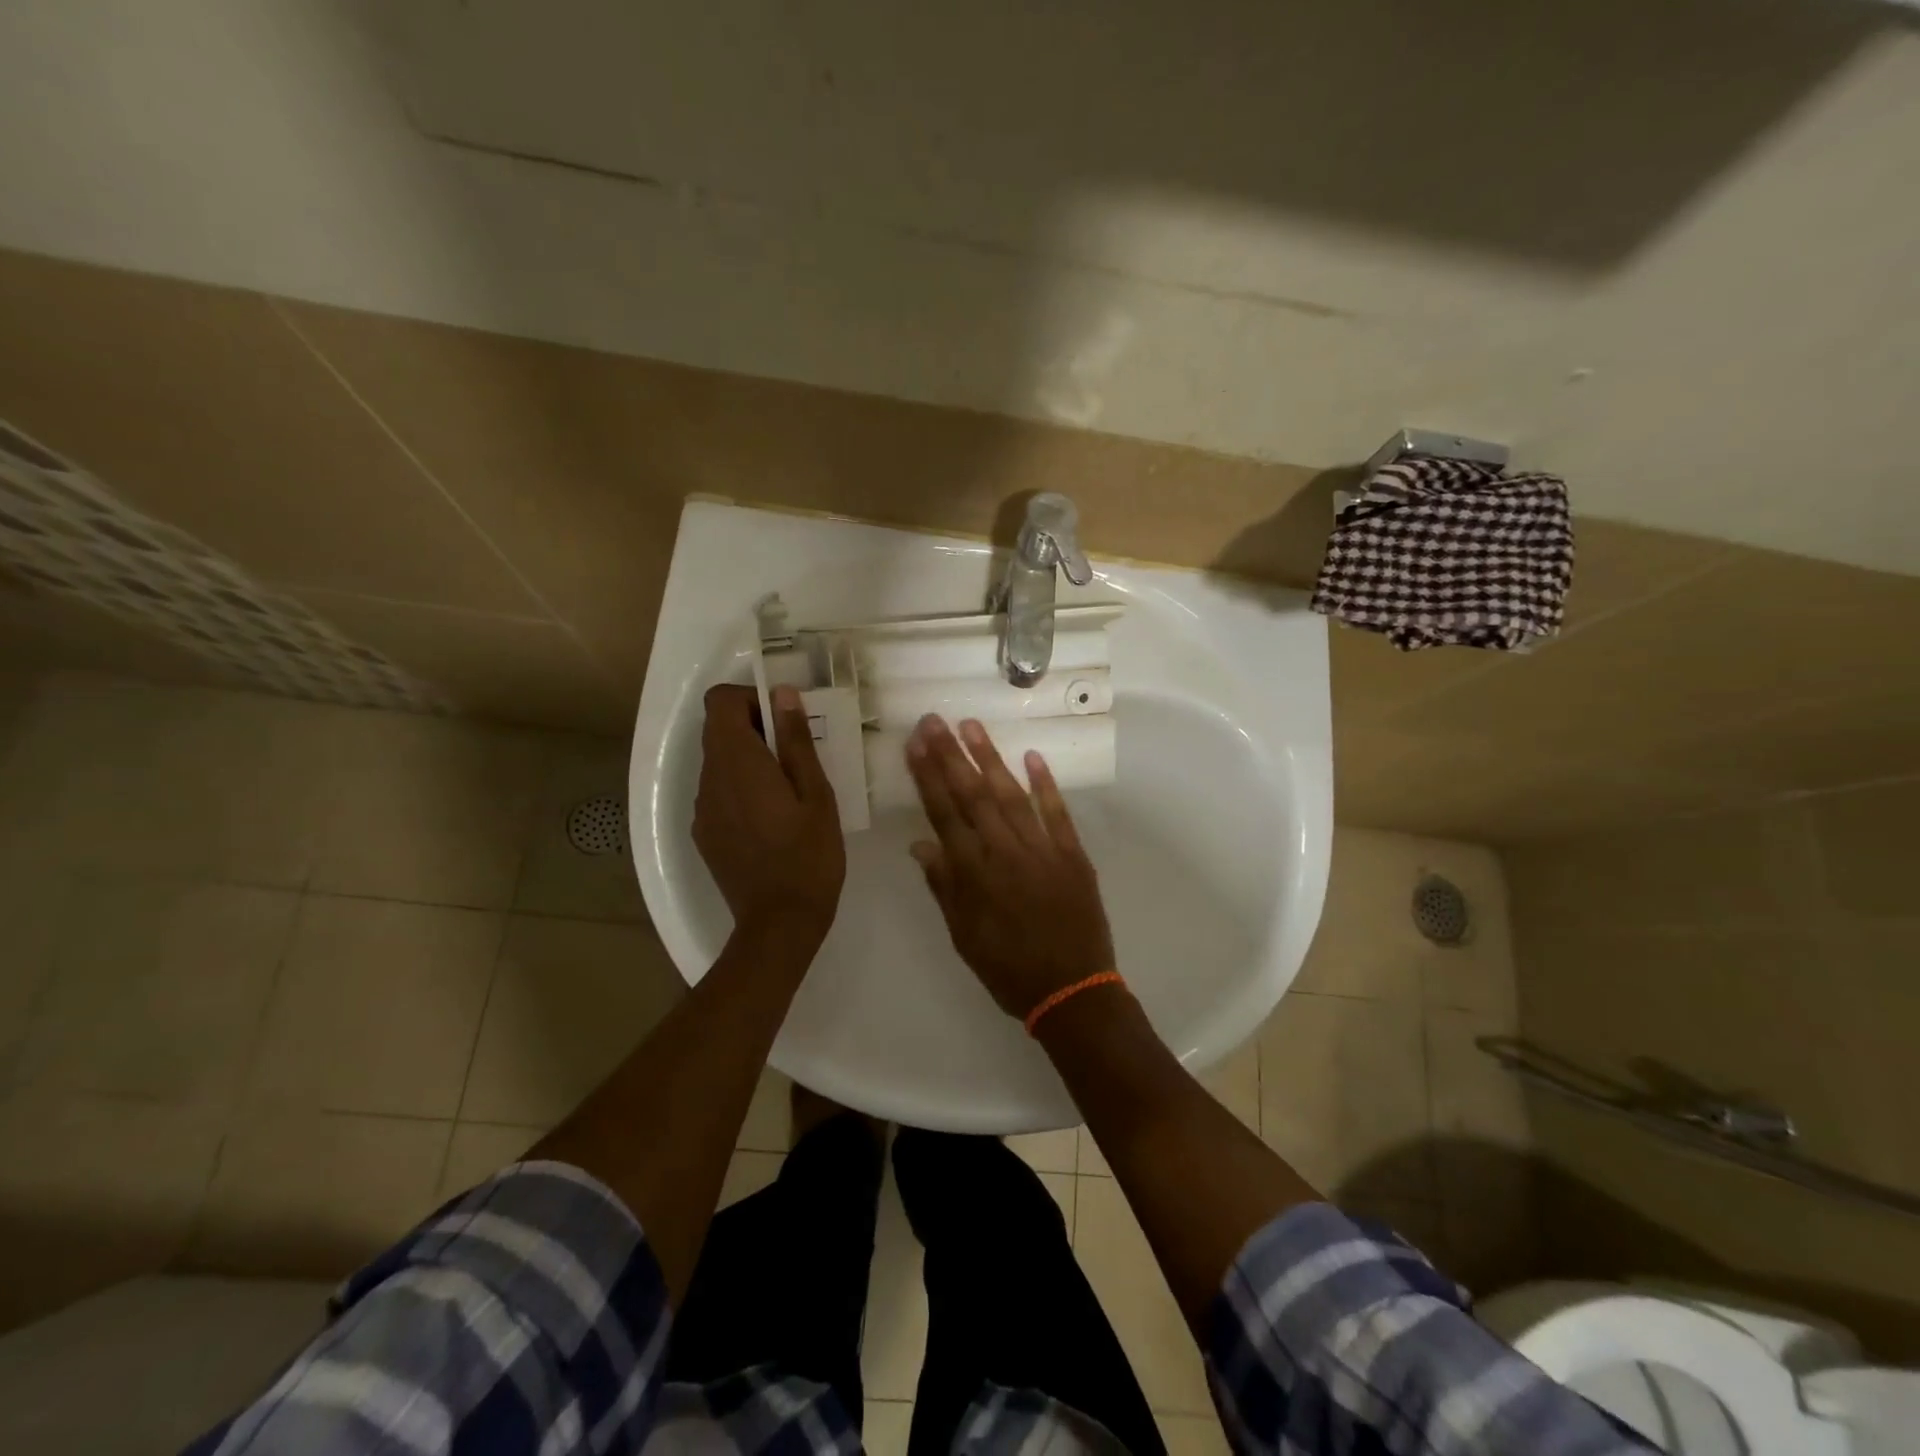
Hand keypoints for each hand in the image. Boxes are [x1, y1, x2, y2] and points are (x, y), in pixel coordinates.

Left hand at [693, 683, 844, 951]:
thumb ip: (795, 740)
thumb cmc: (809, 855)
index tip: (785, 720)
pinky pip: (719, 792)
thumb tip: (783, 694)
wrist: (779, 923)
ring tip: (789, 789)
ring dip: (749, 759)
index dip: (751, 698)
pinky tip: (772, 819)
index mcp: (737, 762)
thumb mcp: (815, 793)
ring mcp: (702, 808)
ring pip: (719, 762)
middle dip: (755, 728)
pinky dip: (741, 787)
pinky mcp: (704, 832)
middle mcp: (709, 779)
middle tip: (797, 755)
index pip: (720, 702)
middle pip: (718, 730)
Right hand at [905, 715, 1114, 1018]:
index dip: (928, 777)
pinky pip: (1057, 814)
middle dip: (951, 756)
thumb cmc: (1009, 969)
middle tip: (934, 721)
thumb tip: (920, 844)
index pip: (945, 815)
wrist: (1073, 991)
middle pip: (973, 796)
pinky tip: (1033, 757)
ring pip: (1011, 796)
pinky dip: (1046, 785)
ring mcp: (1042, 850)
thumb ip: (944, 887)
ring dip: (990, 759)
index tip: (916, 745)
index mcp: (975, 875)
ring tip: (971, 726)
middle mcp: (1006, 854)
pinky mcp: (1073, 855)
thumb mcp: (964, 937)